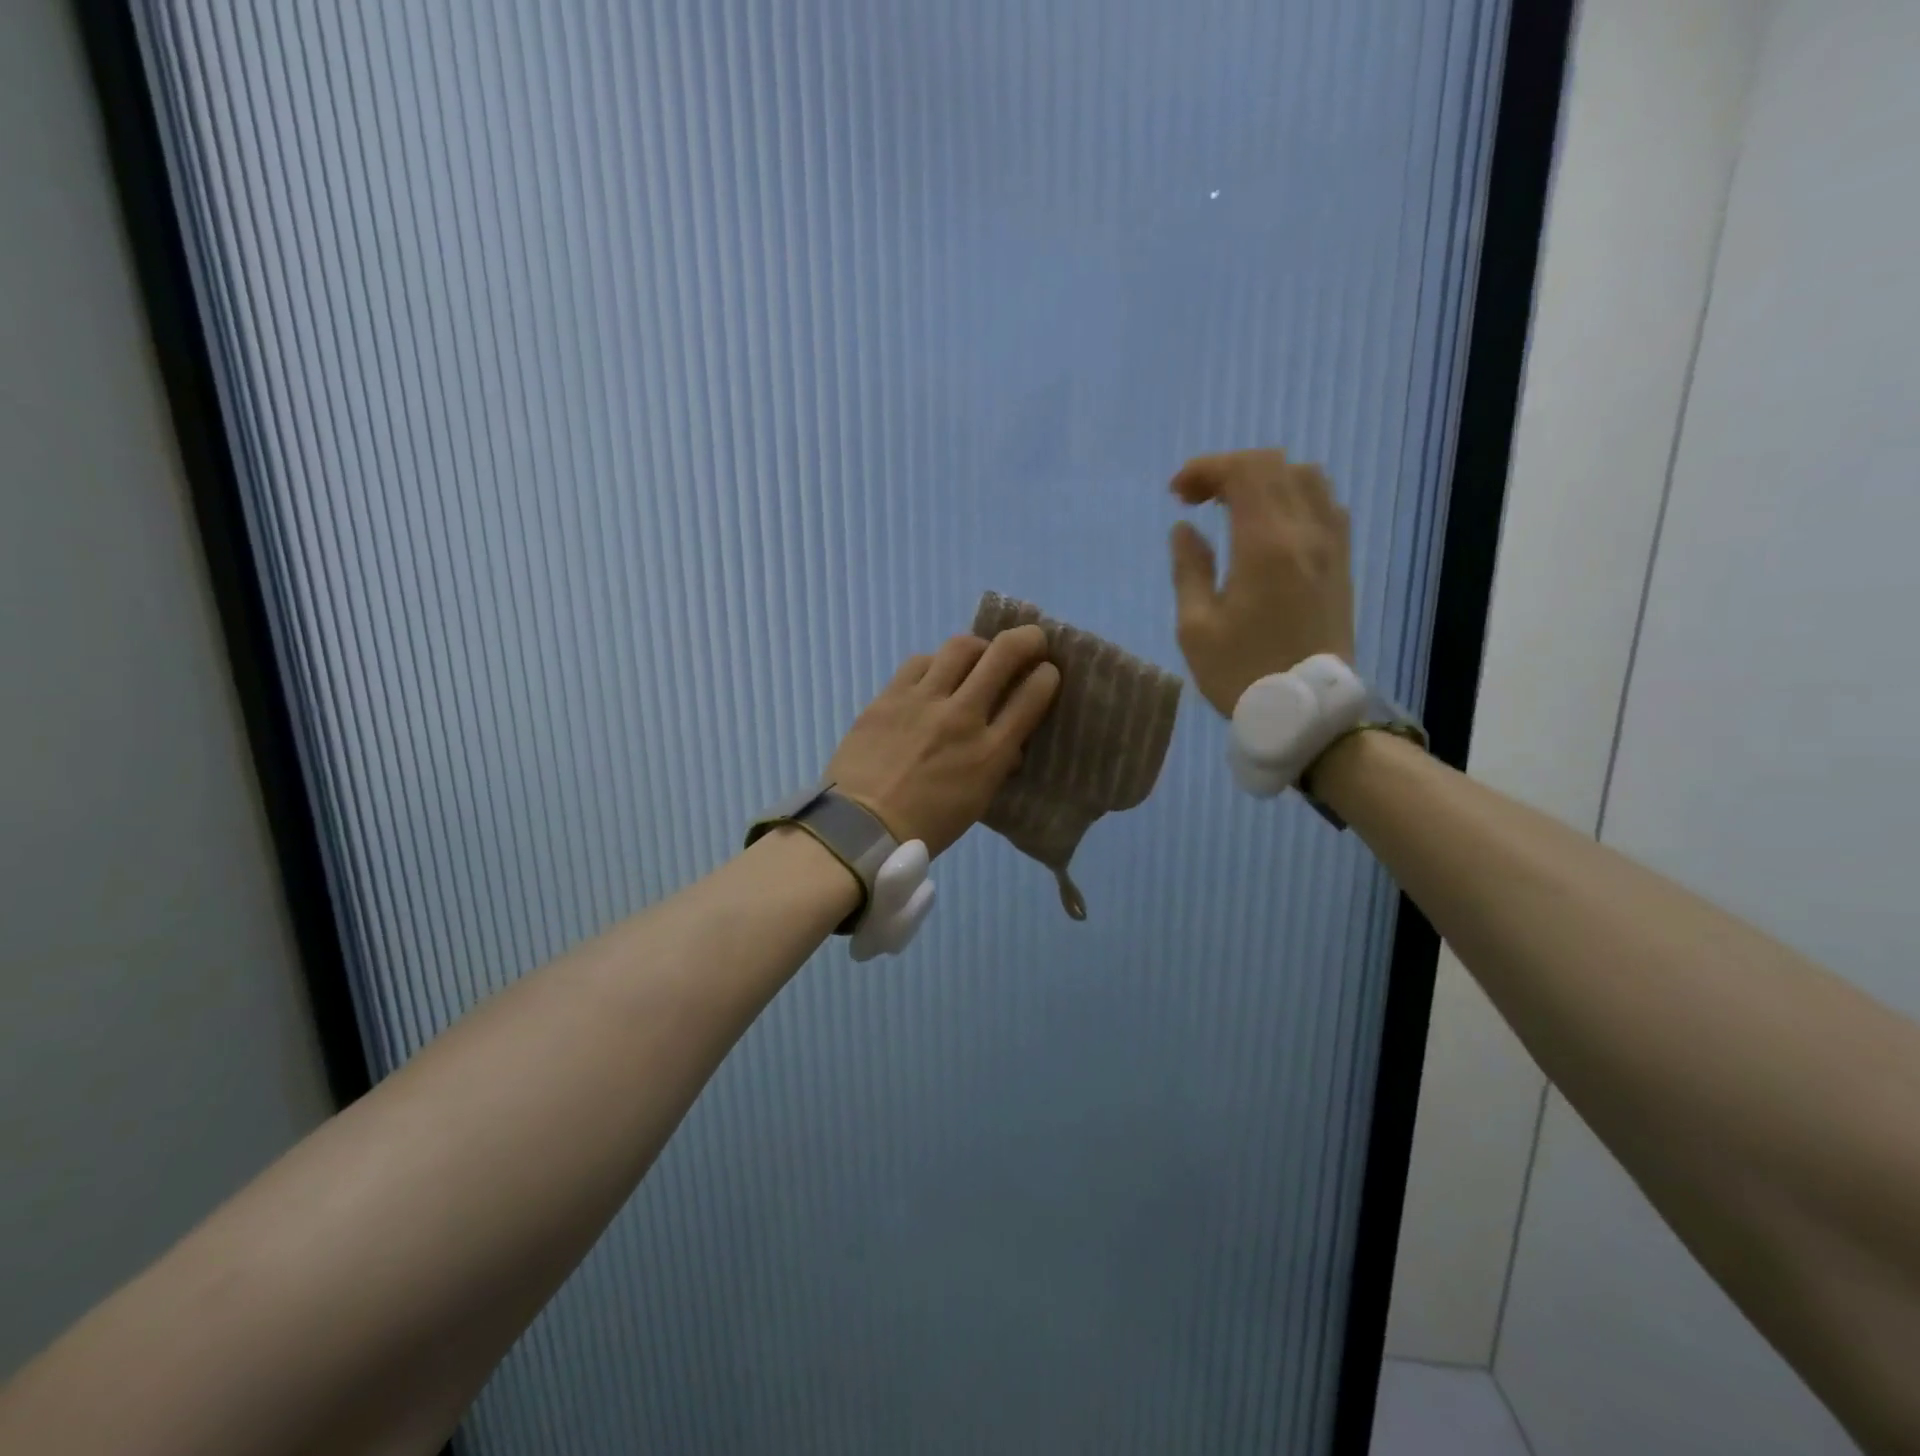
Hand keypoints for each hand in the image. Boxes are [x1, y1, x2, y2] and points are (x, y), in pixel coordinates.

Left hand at [825, 625, 1059, 856]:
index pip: (1032, 695)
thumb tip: (1008, 742)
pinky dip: (936, 664)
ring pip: (961, 647)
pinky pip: (920, 662)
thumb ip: (997, 763)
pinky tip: (935, 675)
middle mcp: (961, 717)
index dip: (1047, 676)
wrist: (859, 828)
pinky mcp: (889, 696)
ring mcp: (923, 701)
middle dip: (1027, 639)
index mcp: (989, 752)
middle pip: (1003, 655)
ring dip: (979, 646)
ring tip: (979, 656)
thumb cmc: (924, 826)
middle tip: (1032, 640)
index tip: (1046, 673)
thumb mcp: (977, 801)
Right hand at [1167, 448, 1356, 716]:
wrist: (1307, 712)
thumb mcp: (1196, 628)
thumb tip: (1185, 530)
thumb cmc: (1242, 673)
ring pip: (1306, 478)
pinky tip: (1269, 525)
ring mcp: (1332, 546)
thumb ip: (1189, 569)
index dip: (1205, 469)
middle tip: (1195, 500)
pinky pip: (1324, 504)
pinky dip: (1291, 496)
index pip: (1243, 472)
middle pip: (1274, 465)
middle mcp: (1306, 533)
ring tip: (1231, 507)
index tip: (1176, 494)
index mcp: (1266, 545)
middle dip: (1228, 469)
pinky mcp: (1342, 563)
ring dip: (1264, 479)